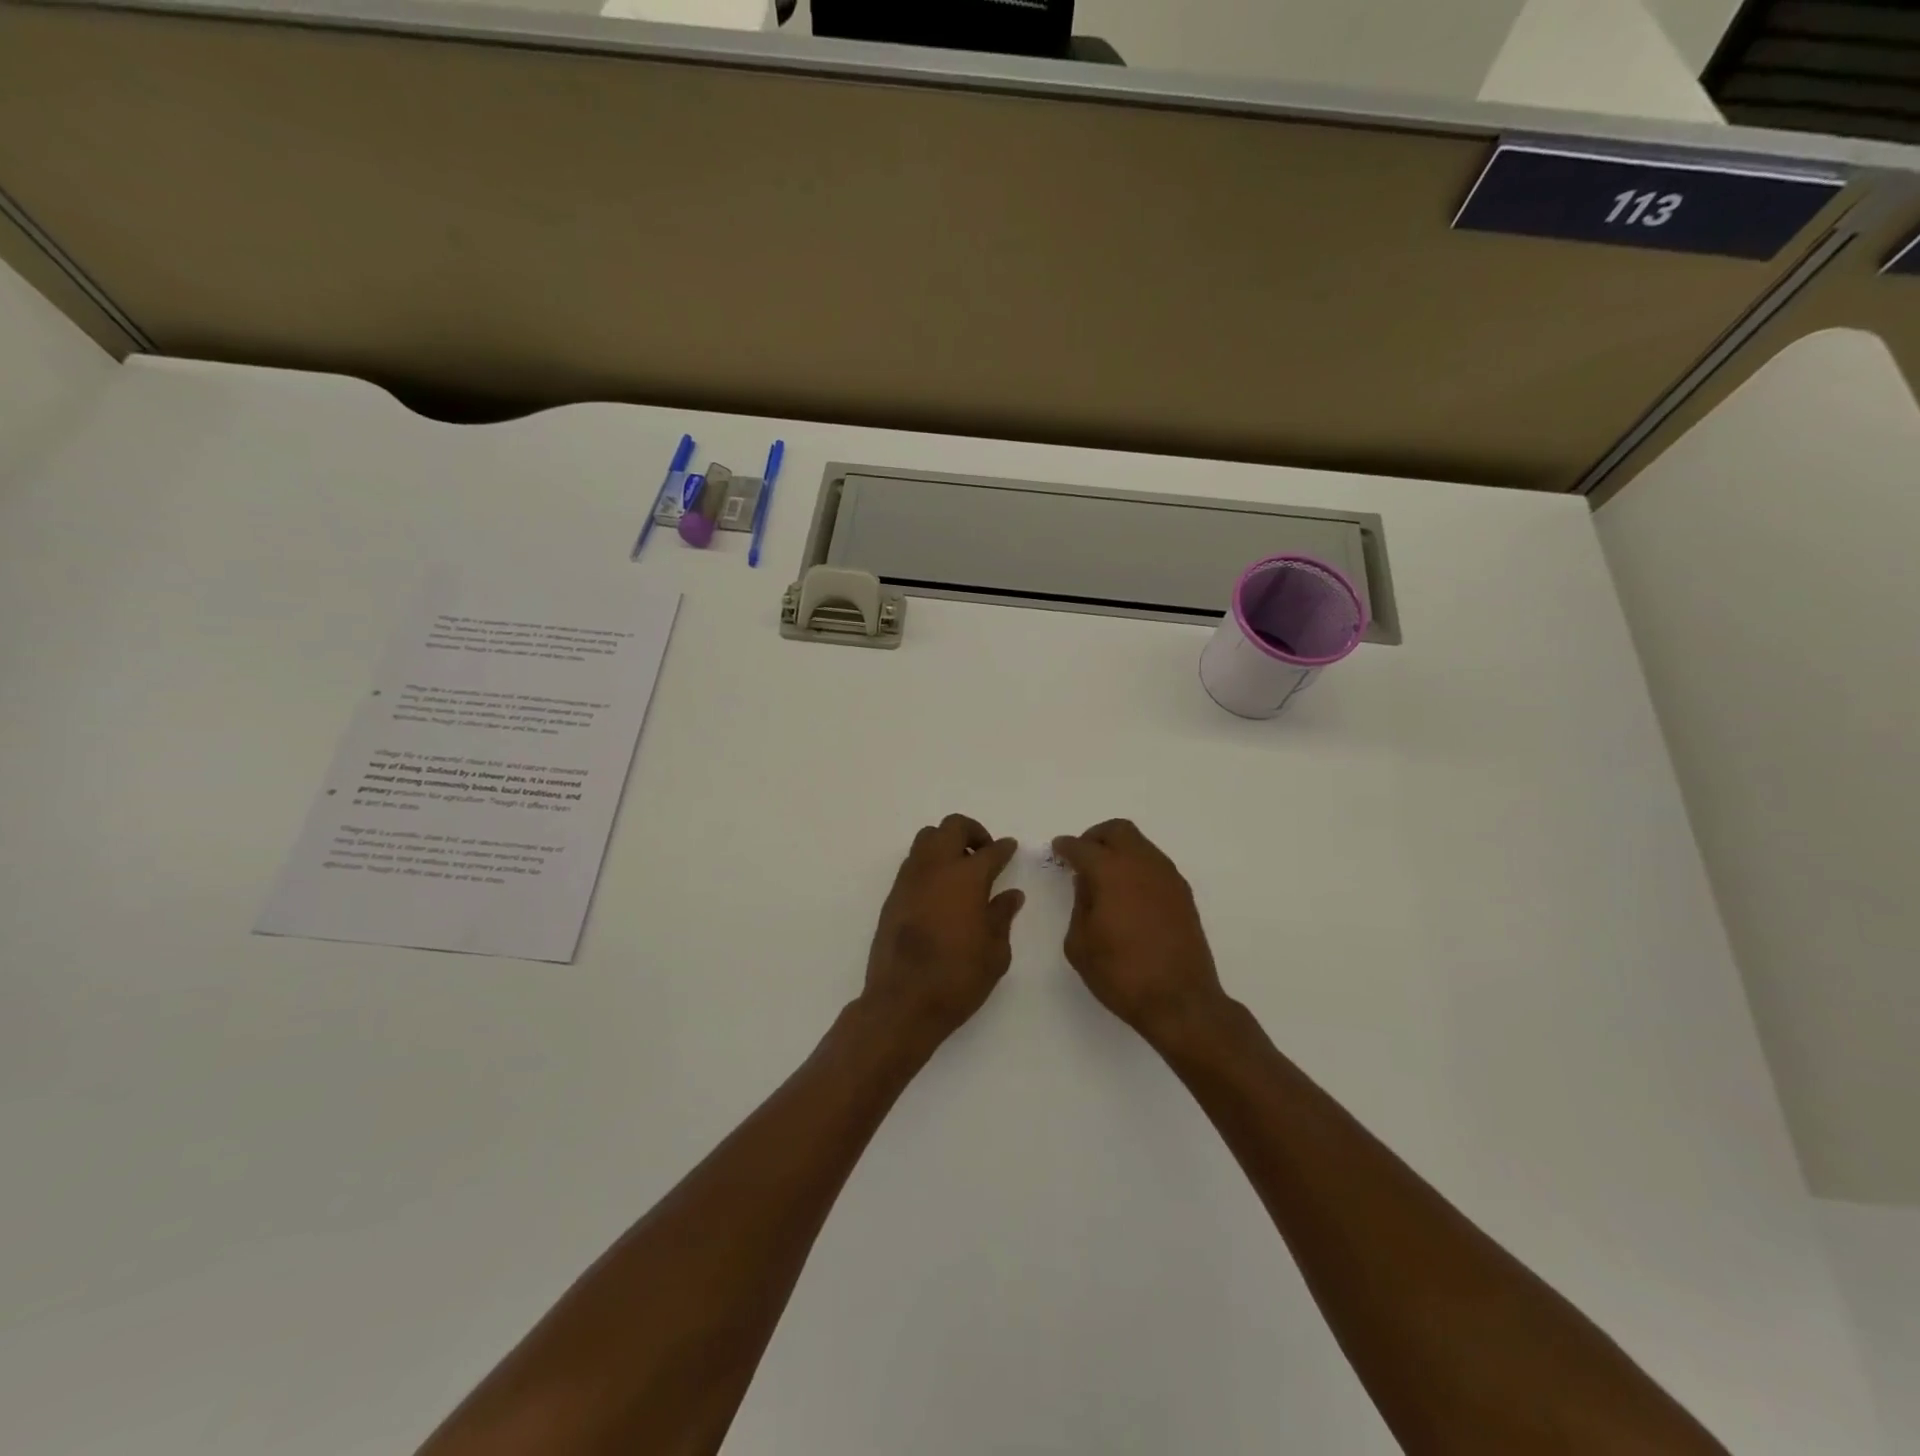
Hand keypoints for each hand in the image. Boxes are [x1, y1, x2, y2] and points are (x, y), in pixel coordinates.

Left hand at [863, 815, 1023, 1046]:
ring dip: (946, 843)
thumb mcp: (995, 952)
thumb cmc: (958, 978)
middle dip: (972, 832)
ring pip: (927, 838)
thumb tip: (1011, 895)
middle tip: (984, 852)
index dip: (1004, 848)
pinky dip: (929, 863)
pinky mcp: (893, 895)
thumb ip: (1002, 916)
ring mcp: (910, 879)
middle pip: (952, 827)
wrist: (903, 1001)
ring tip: (960, 869)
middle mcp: (936, 868)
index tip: (1010, 848)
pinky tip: (940, 889)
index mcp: (967, 877)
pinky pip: (913, 862)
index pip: (990, 851)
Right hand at [1052, 820, 1224, 1041]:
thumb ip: (1080, 905)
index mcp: (1110, 872)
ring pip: (1140, 844)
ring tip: (1105, 876)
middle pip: (1118, 831)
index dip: (1066, 846)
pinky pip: (1155, 865)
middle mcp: (1142, 864)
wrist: (1180, 1001)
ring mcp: (1167, 877)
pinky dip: (1137, 867)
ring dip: (1120, 850)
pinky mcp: (1183, 894)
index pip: (1083, 847)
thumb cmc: (1121, 973)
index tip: (1058, 849)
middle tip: (1082, 856)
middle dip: (1095, 837)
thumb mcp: (1080, 943)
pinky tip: (1128, 893)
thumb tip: (1088, 884)